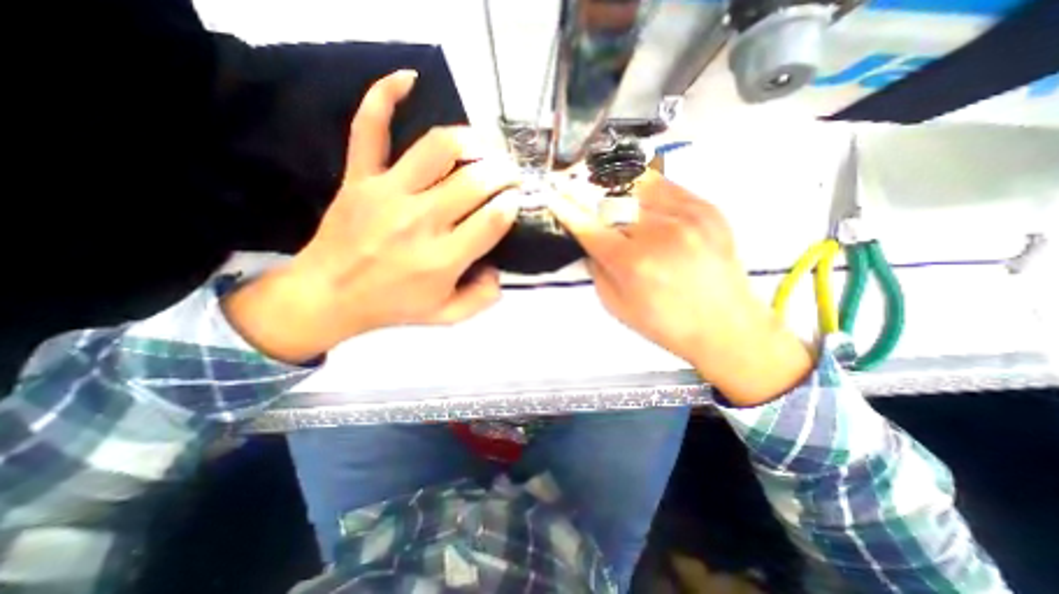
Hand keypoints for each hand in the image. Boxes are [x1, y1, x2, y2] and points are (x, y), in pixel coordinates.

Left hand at [225, 69, 519, 361]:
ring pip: (437, 149)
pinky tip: (408, 78)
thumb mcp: (446, 315)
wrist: (328, 296)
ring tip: (484, 147)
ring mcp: (387, 193)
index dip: (512, 204)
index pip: (493, 219)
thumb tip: (500, 270)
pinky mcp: (360, 178)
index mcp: (443, 259)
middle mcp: (420, 221)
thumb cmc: (392, 307)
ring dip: (471, 141)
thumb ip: (482, 298)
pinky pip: (370, 129)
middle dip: (503, 173)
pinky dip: (384, 97)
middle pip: (475, 181)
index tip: (516, 200)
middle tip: (510, 175)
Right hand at [549, 169, 811, 404]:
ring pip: (638, 185)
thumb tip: (589, 242)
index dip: (566, 209)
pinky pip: (667, 185)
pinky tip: (636, 193)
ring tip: (604, 187)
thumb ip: (597, 270)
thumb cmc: (666, 324)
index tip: (553, 196)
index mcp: (633, 263)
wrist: (725, 327)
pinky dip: (644, 185)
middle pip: (611, 200)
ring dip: (614, 186)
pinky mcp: (707, 209)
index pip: (589, 227)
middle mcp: (659, 233)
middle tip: (577, 192)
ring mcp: (687, 216)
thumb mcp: (617, 306)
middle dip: (588, 195)